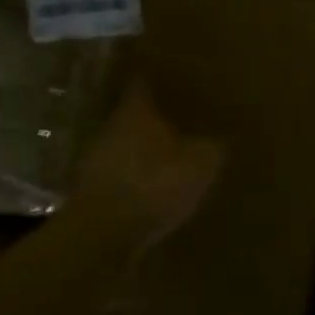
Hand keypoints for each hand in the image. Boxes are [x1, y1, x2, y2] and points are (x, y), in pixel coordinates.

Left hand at [70, 79, 222, 250]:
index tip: (177, 78)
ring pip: (125, 141)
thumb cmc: (154, 185)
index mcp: (137, 110)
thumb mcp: (201, 164)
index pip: (145, 82)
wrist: (102, 236)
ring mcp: (97, 158)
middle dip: (154, 114)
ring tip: (169, 149)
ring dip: (143, 145)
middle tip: (180, 114)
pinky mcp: (91, 188)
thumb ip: (213, 145)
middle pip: (133, 112)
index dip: (161, 79)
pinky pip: (119, 170)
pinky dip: (134, 172)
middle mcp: (112, 126)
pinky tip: (152, 182)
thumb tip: (224, 134)